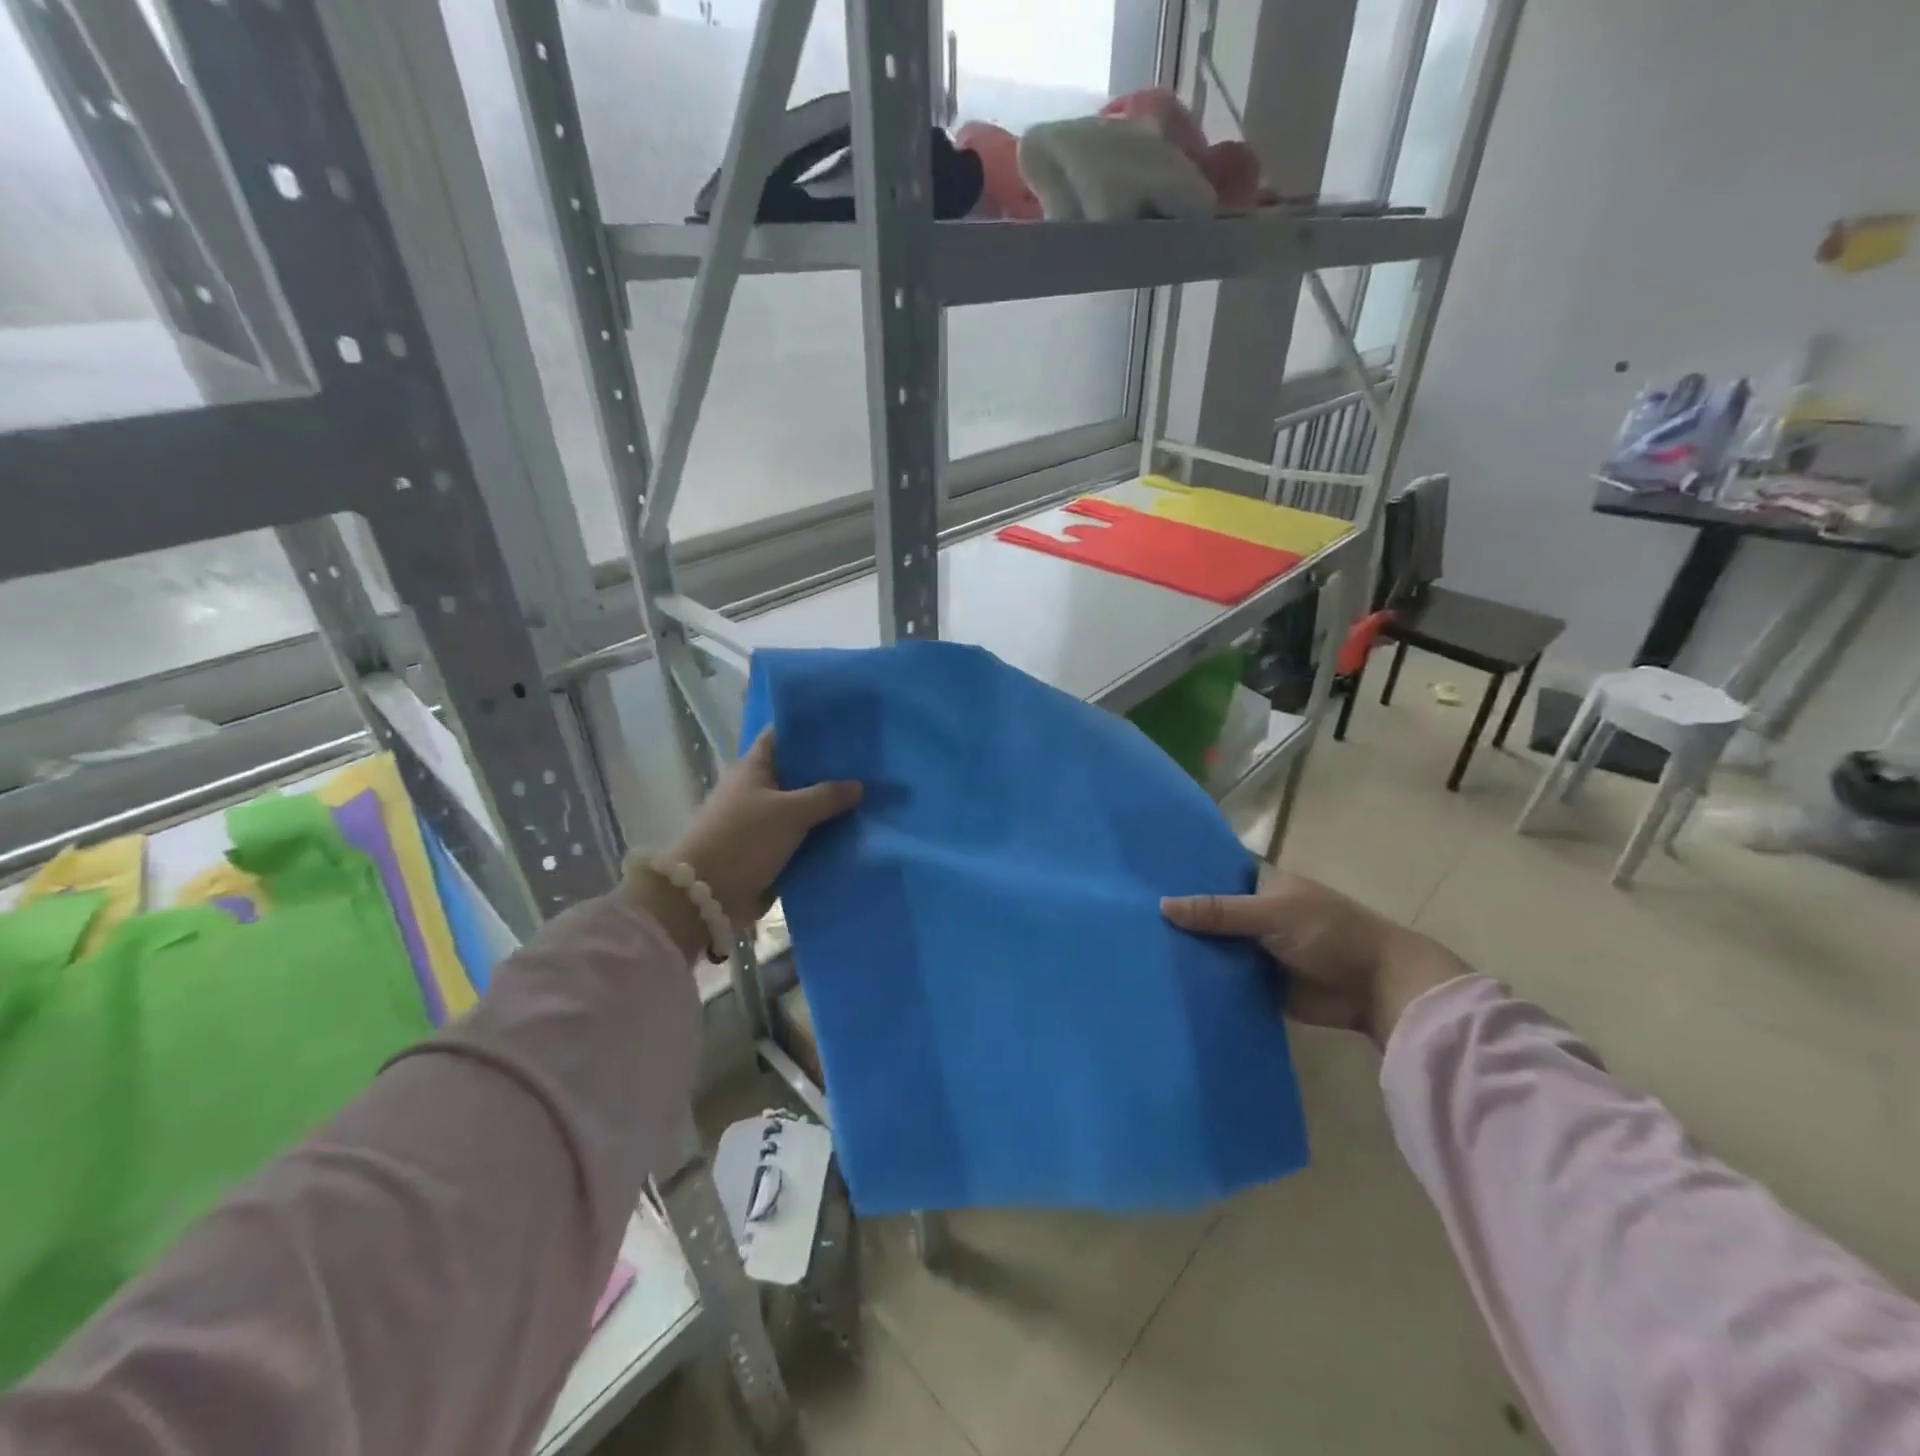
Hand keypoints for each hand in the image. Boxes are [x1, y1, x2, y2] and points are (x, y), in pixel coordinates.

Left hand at [671, 727, 862, 927]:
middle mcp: (757, 789)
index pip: (783, 735)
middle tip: (870, 765)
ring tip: (871, 798)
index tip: (845, 727)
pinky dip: (823, 836)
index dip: (811, 729)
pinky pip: (802, 837)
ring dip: (829, 808)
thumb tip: (859, 785)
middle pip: (798, 773)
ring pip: (803, 807)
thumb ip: (827, 796)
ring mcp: (763, 821)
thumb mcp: (790, 813)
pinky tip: (855, 832)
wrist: (707, 896)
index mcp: (754, 767)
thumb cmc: (744, 840)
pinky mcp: (769, 850)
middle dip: (830, 771)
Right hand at [1161, 867, 1466, 1045]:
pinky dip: (1202, 981)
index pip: (1211, 872)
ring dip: (1185, 950)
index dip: (1181, 875)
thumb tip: (1162, 905)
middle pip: (1206, 912)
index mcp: (1258, 885)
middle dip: (1176, 917)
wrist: (1377, 988)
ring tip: (1134, 950)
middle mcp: (1252, 913)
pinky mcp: (1256, 983)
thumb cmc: (1330, 933)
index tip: (1138, 878)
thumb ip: (1218, 911)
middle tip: (1126, 919)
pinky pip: (1222, 979)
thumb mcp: (1271, 913)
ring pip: (1211, 947)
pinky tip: (1164, 982)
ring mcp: (1253, 949)